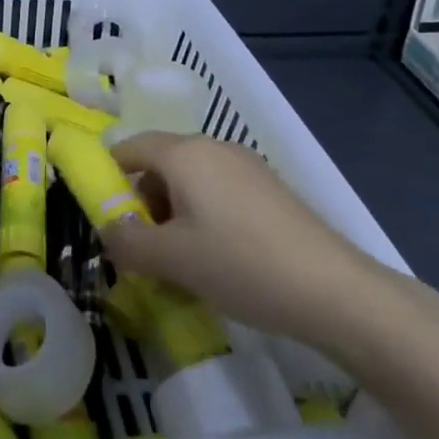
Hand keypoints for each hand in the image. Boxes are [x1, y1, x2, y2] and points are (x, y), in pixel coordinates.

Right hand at [102, 132, 398, 349]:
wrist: (335, 291)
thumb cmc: (240, 264)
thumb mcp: (172, 259)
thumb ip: (128, 242)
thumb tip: (108, 230)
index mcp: (184, 153)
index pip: (129, 147)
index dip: (108, 176)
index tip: (104, 215)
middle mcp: (213, 147)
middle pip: (160, 163)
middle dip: (143, 201)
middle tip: (142, 246)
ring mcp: (246, 166)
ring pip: (191, 180)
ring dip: (173, 212)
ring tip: (179, 259)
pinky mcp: (270, 190)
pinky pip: (219, 192)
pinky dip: (203, 215)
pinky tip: (217, 258)